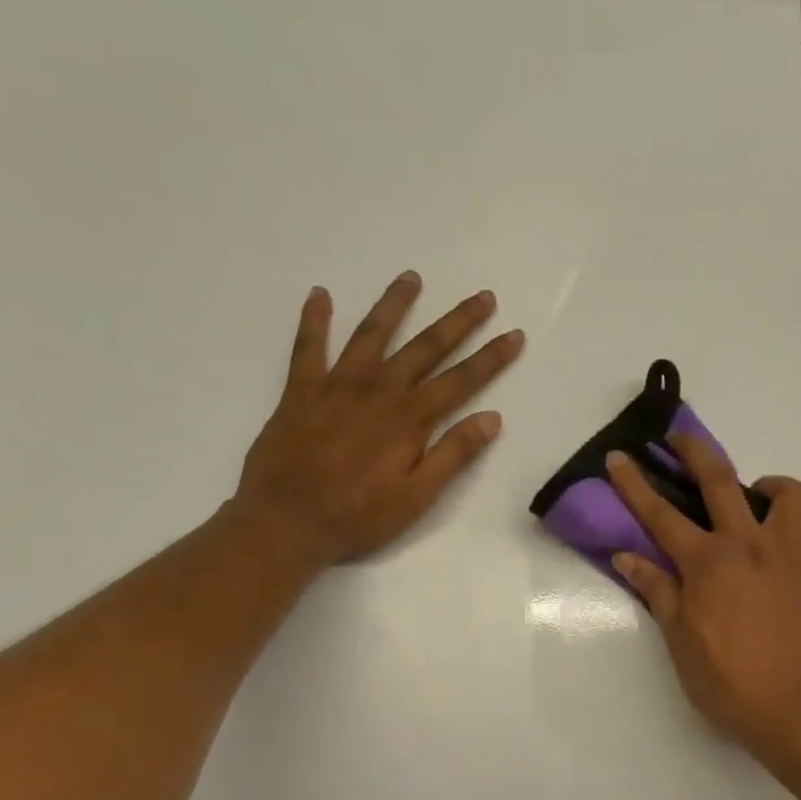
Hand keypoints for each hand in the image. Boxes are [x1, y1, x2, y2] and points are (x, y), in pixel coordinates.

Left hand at [234, 272, 524, 567]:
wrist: (286, 521)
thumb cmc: (358, 516)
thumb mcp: (417, 496)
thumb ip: (453, 454)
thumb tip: (491, 418)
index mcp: (410, 418)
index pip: (462, 380)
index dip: (491, 357)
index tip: (514, 335)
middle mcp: (379, 391)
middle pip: (426, 347)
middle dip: (458, 321)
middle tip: (483, 296)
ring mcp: (337, 385)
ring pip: (372, 334)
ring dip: (394, 304)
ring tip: (412, 278)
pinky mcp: (301, 390)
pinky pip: (308, 346)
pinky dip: (314, 319)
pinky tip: (320, 295)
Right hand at [605, 435, 800, 754]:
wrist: (795, 709)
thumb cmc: (727, 681)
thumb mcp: (679, 639)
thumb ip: (656, 590)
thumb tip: (626, 555)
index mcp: (706, 563)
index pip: (660, 514)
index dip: (634, 484)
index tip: (619, 457)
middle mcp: (748, 545)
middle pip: (720, 480)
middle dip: (694, 450)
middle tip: (679, 435)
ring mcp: (790, 554)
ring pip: (790, 494)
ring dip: (771, 487)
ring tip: (759, 500)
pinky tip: (795, 544)